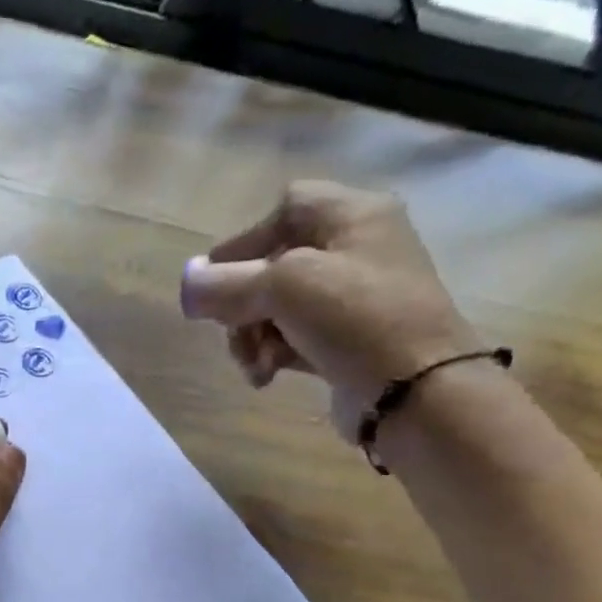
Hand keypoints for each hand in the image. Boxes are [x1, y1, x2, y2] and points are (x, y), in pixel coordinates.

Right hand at [178, 180, 478, 439]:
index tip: (215, 283)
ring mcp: (355, 298)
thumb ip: (225, 283)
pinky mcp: (349, 340)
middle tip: (232, 333)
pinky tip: (267, 376)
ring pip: (277, 307)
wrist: (416, 392)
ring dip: (252, 336)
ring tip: (254, 365)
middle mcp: (358, 248)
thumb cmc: (355, 319)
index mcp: (353, 216)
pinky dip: (273, 354)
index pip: (284, 209)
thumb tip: (185, 283)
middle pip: (273, 264)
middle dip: (242, 304)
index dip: (243, 242)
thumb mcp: (283, 288)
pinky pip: (294, 337)